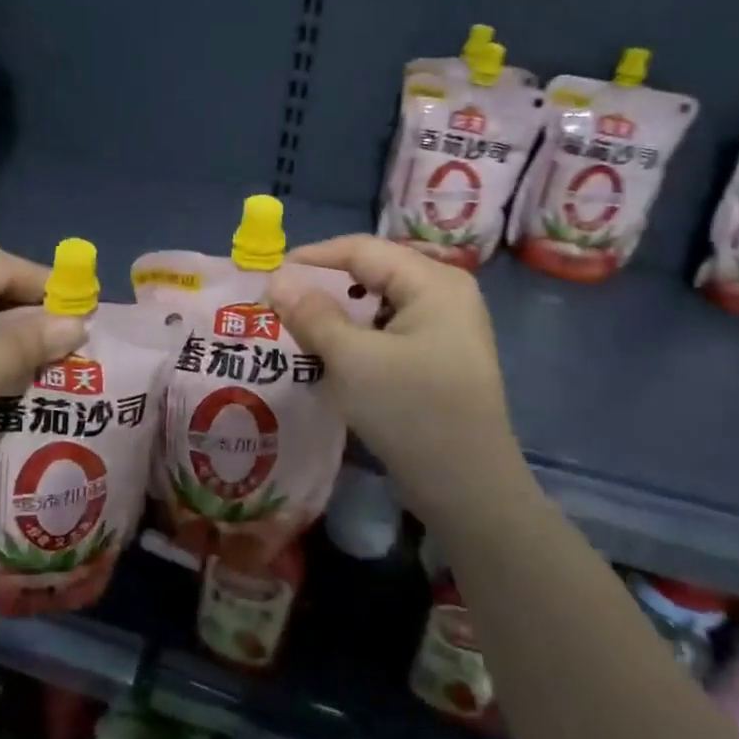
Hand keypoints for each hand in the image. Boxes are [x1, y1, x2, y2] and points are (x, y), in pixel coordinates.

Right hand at [265, 235, 530, 527]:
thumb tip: (277, 279)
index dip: (313, 258)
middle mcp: (445, 294)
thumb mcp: (353, 359)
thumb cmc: (411, 411)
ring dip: (338, 316)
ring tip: (297, 330)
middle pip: (372, 274)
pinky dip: (357, 338)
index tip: (270, 275)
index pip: (363, 249)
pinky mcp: (439, 359)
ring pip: (378, 305)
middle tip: (280, 305)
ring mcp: (446, 328)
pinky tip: (330, 356)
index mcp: (434, 282)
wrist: (468, 489)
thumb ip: (312, 314)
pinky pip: (389, 332)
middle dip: (324, 288)